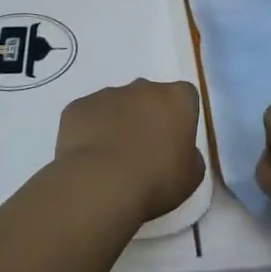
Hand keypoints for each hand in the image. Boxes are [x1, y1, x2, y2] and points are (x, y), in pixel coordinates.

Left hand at [55, 80, 205, 223]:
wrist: (101, 184)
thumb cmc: (156, 180)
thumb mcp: (192, 176)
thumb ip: (190, 155)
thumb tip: (181, 152)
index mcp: (176, 98)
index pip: (185, 98)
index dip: (180, 119)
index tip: (175, 142)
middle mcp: (143, 87)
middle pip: (149, 96)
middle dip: (147, 117)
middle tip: (143, 151)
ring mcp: (107, 94)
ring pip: (116, 105)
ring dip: (117, 123)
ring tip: (112, 160)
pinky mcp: (78, 106)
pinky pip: (88, 116)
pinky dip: (90, 131)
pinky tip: (90, 159)